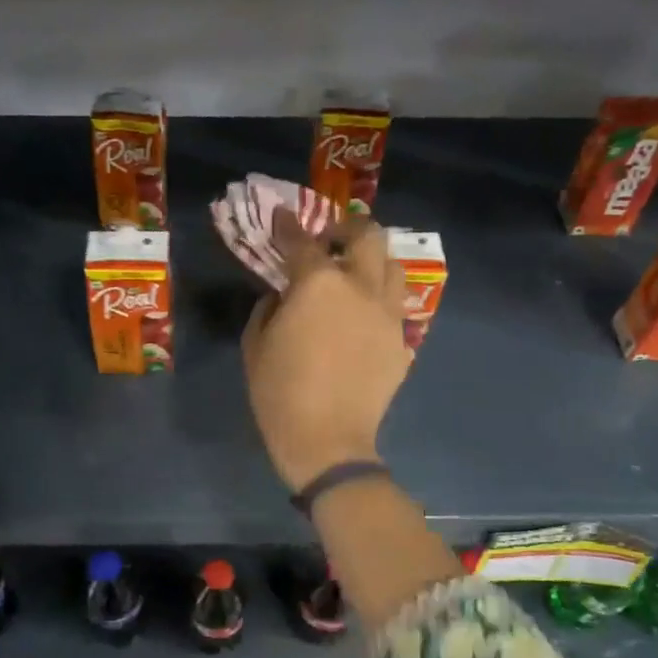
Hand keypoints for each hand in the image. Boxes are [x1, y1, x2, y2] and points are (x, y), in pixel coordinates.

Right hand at [242, 211, 408, 491]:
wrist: (327, 440)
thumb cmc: (280, 392)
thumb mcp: (255, 345)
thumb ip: (268, 307)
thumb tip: (283, 295)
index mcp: (318, 284)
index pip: (302, 242)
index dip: (288, 226)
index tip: (282, 217)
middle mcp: (360, 287)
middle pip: (366, 236)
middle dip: (346, 229)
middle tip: (328, 242)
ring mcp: (387, 313)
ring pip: (392, 265)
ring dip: (371, 261)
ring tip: (353, 275)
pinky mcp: (402, 340)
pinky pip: (394, 306)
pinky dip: (378, 301)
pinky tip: (362, 318)